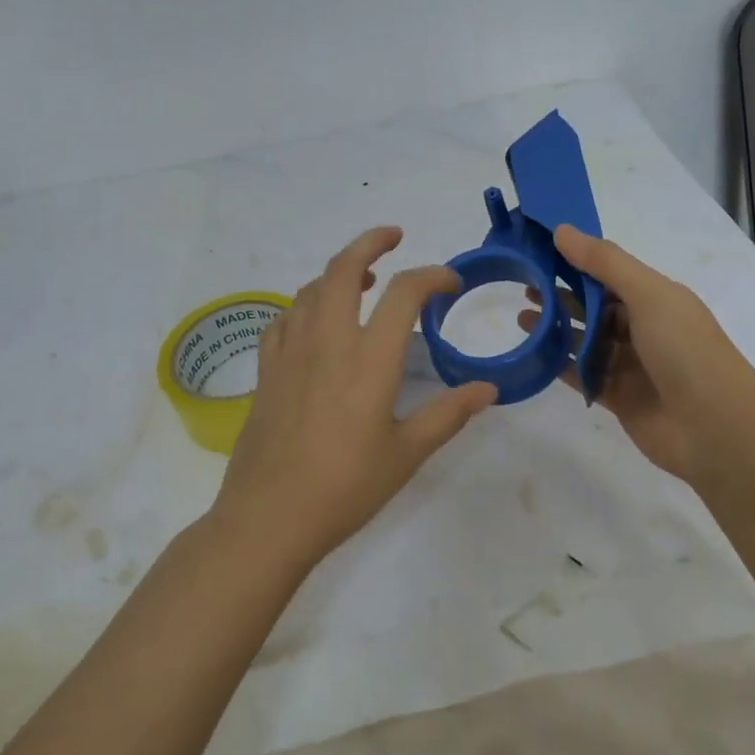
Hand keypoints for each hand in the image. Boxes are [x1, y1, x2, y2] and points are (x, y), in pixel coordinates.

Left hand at [215, 226, 497, 566]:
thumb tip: (489, 390)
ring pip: (310, 289)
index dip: (432, 276)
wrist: (269, 518)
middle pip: (342, 269)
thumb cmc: (345, 488)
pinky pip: (283, 319)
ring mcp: (290, 353)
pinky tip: (313, 321)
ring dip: (337, 272)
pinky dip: (304, 305)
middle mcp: (327, 342)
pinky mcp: (265, 371)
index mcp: (369, 359)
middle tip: (393, 237)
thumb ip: (448, 414)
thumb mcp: (407, 454)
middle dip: (370, 243)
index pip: (403, 293)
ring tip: (360, 280)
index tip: (450, 283)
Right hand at [518, 225, 754, 490]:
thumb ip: (604, 263)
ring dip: (556, 328)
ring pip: (586, 341)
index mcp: (656, 298)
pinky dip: (561, 365)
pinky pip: (584, 376)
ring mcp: (631, 365)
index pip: (609, 273)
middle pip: (595, 306)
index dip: (576, 261)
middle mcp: (644, 328)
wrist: (716, 429)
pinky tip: (534, 354)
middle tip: (523, 285)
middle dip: (561, 294)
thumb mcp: (648, 294)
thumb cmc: (686, 350)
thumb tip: (561, 230)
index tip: (539, 250)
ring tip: (521, 318)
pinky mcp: (619, 397)